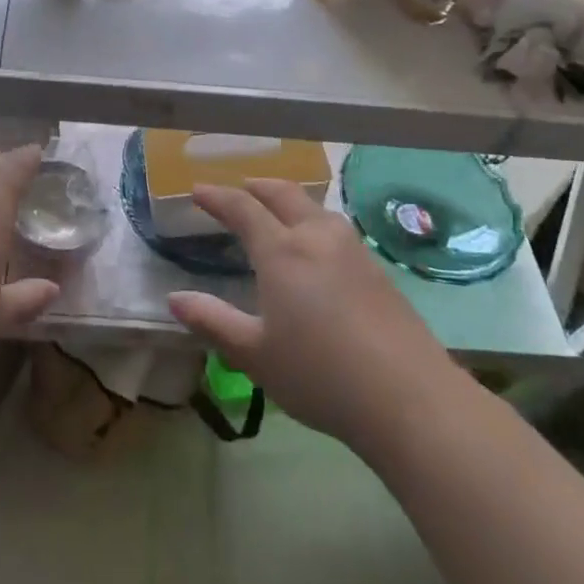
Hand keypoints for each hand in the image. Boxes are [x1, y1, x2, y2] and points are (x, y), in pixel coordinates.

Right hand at [168, 181, 454, 459]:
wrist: (409, 397)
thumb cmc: (319, 375)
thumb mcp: (254, 354)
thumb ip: (212, 321)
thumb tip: (174, 299)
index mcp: (282, 252)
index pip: (243, 209)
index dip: (217, 197)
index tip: (197, 190)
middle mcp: (318, 238)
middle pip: (284, 195)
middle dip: (256, 186)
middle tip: (238, 188)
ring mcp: (354, 251)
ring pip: (316, 209)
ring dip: (289, 201)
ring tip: (276, 211)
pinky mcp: (379, 270)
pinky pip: (336, 229)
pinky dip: (313, 222)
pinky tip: (317, 247)